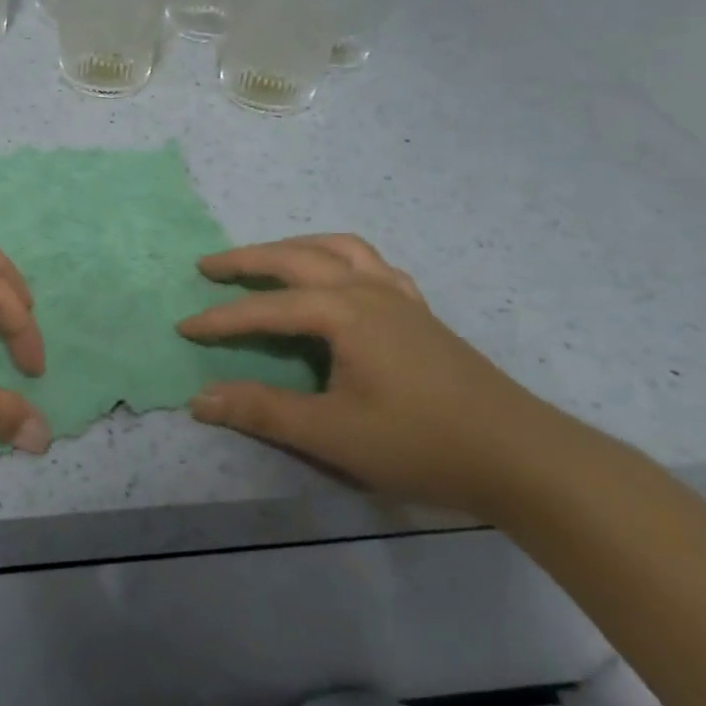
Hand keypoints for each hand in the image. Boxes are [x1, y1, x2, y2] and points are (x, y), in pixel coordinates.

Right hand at [177, 234, 566, 516]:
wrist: (522, 458)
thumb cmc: (421, 444)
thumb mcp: (332, 434)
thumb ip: (262, 411)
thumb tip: (199, 399)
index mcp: (343, 313)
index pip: (266, 308)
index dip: (221, 318)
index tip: (184, 327)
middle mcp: (367, 290)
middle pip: (296, 258)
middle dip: (247, 259)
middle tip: (208, 265)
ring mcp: (398, 296)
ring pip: (337, 249)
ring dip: (294, 247)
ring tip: (267, 259)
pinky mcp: (420, 312)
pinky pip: (372, 265)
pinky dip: (341, 259)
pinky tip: (339, 278)